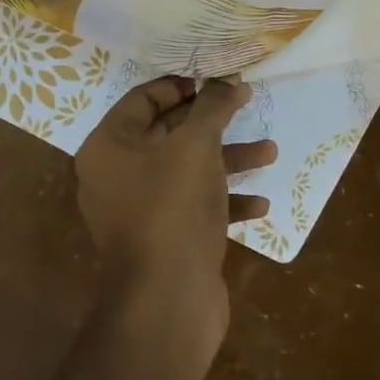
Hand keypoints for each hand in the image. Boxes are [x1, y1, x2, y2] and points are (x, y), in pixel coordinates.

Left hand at [75, 77, 276, 336]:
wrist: (167, 299)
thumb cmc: (174, 207)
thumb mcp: (197, 146)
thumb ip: (213, 107)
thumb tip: (228, 80)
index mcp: (109, 146)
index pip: (143, 99)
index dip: (182, 85)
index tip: (218, 81)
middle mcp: (116, 176)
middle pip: (168, 134)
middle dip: (213, 123)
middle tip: (247, 105)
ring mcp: (139, 211)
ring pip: (186, 172)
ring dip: (228, 161)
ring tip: (270, 152)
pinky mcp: (163, 240)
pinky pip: (194, 208)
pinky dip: (224, 202)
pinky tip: (260, 205)